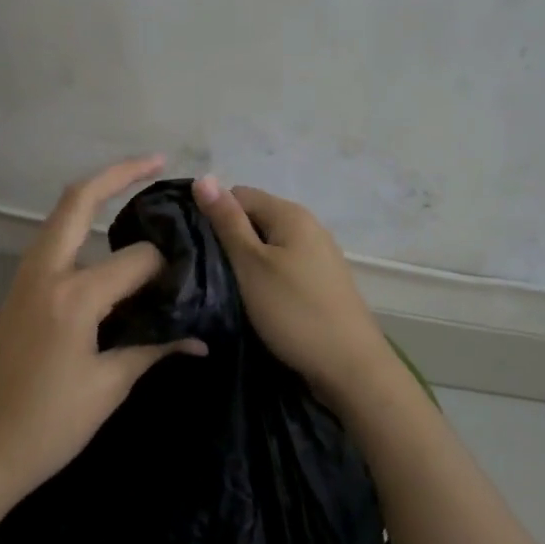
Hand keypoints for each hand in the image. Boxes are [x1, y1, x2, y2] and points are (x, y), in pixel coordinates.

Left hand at [0, 156, 205, 499]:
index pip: (135, 260)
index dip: (166, 267)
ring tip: (131, 195)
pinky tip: (101, 250)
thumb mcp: (109, 387)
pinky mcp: (15, 295)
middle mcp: (45, 274)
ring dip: (92, 199)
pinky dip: (77, 232)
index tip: (188, 283)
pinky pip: (50, 248)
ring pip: (58, 221)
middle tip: (154, 161)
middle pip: (77, 202)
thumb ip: (153, 350)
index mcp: (73, 296)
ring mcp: (23, 281)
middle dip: (116, 174)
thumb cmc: (49, 425)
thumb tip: (200, 340)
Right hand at [191, 176, 395, 406]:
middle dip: (229, 239)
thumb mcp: (251, 265)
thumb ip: (227, 222)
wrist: (349, 366)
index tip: (195, 246)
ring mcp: (319, 254)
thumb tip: (203, 177)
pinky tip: (256, 300)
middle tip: (207, 271)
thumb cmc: (294, 311)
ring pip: (269, 245)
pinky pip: (284, 266)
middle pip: (255, 219)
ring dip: (246, 262)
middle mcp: (309, 225)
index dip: (214, 215)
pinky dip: (266, 277)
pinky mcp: (322, 281)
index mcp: (291, 214)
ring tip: (227, 288)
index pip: (239, 195)